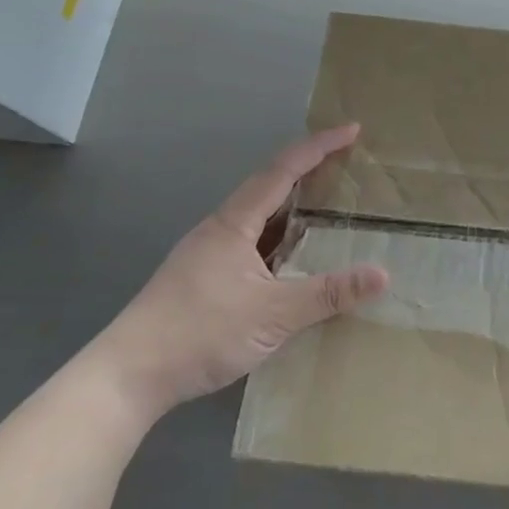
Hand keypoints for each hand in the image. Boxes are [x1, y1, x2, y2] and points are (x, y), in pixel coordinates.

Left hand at [81, 124, 388, 427]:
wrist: (125, 378)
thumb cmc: (199, 333)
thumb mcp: (274, 314)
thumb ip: (329, 293)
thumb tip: (383, 274)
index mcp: (234, 225)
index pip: (282, 171)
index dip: (318, 147)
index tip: (351, 131)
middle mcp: (219, 231)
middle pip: (268, 188)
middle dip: (308, 172)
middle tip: (346, 167)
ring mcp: (206, 256)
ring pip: (259, 219)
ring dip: (293, 208)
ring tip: (328, 211)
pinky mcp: (202, 281)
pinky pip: (252, 245)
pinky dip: (280, 240)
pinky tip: (293, 262)